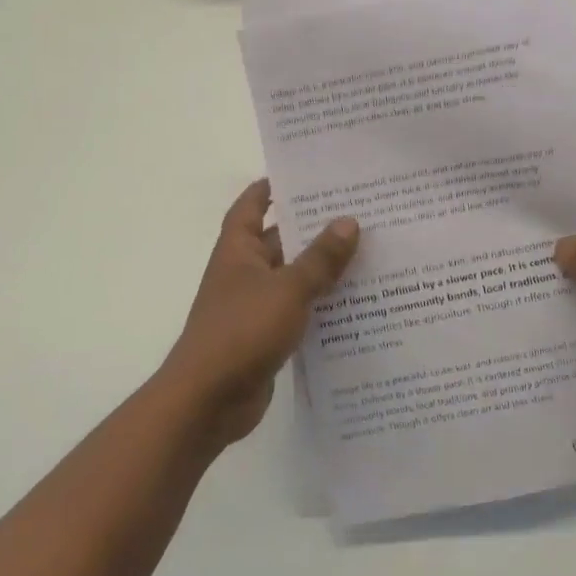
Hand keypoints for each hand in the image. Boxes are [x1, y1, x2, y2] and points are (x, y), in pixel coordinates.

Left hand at [158, 180, 358, 446]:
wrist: (208, 401)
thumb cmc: (242, 331)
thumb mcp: (288, 289)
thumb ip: (320, 258)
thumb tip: (349, 221)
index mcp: (238, 250)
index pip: (251, 205)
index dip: (270, 187)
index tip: (301, 174)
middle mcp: (244, 272)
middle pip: (279, 240)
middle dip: (311, 227)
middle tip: (356, 211)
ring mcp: (254, 306)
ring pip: (292, 277)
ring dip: (321, 268)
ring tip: (366, 252)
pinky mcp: (265, 336)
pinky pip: (297, 310)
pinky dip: (319, 304)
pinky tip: (355, 302)